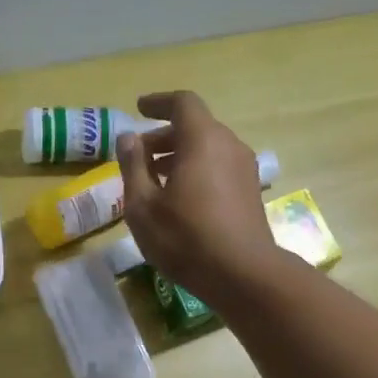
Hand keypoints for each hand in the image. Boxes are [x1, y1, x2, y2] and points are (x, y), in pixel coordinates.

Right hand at [116, 90, 277, 302]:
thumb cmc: (186, 238)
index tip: (138, 109)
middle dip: (163, 137)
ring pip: (208, 149)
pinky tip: (179, 201)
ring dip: (179, 157)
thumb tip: (128, 138)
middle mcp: (229, 145)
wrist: (243, 274)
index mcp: (202, 140)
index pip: (182, 103)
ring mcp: (244, 169)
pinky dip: (196, 172)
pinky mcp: (250, 192)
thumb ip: (133, 166)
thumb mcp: (143, 206)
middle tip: (137, 158)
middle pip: (195, 127)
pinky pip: (218, 168)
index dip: (158, 103)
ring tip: (154, 182)